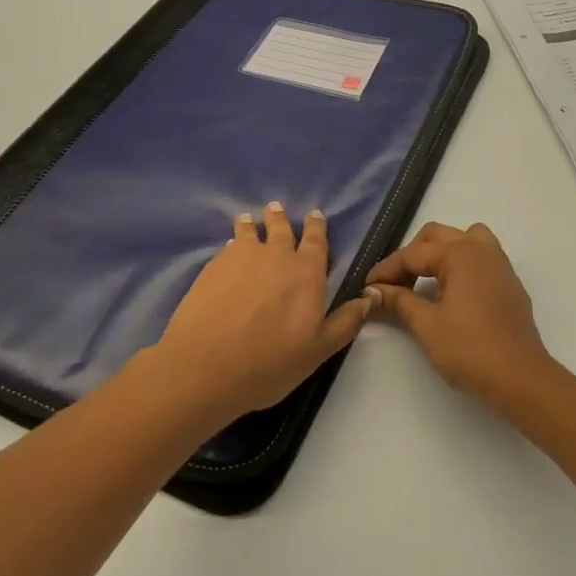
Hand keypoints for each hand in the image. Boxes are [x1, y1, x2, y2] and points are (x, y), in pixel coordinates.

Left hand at [151, 203, 372, 422]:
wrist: (205, 366)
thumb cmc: (270, 362)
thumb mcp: (319, 350)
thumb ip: (345, 322)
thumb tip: (369, 298)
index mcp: (307, 272)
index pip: (316, 240)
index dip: (316, 226)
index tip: (315, 215)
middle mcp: (275, 255)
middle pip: (280, 228)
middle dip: (280, 218)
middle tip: (277, 208)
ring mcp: (240, 257)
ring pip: (249, 231)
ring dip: (252, 224)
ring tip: (248, 220)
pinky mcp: (212, 266)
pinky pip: (228, 247)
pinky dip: (232, 244)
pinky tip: (228, 251)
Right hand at [365, 222, 555, 410]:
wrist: (520, 377)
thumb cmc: (469, 349)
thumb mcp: (426, 325)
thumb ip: (398, 301)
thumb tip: (374, 290)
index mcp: (459, 253)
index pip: (412, 254)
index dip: (386, 270)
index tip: (367, 287)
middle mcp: (480, 248)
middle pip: (437, 236)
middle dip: (411, 256)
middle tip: (394, 285)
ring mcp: (499, 263)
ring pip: (463, 239)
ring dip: (440, 252)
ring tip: (424, 280)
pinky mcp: (508, 282)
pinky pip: (480, 256)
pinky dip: (460, 264)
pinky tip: (450, 292)